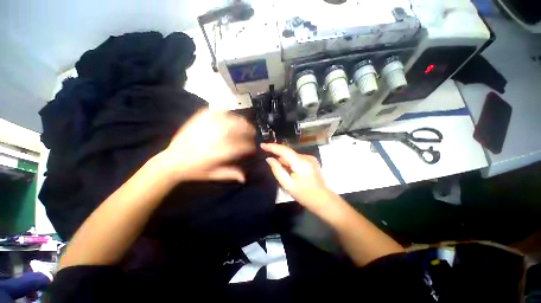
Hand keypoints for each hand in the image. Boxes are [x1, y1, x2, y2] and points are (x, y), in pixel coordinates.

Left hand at [159, 109, 255, 182]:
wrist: (171, 161)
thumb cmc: (194, 170)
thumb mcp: (213, 175)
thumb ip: (229, 174)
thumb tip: (244, 178)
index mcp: (217, 154)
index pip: (240, 147)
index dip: (250, 147)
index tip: (253, 148)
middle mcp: (213, 139)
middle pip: (236, 130)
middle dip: (248, 131)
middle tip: (253, 133)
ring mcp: (205, 128)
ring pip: (227, 120)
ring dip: (240, 121)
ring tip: (245, 123)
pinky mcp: (198, 120)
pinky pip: (214, 112)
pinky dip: (224, 112)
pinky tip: (229, 114)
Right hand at [261, 143, 331, 208]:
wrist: (322, 199)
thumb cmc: (304, 194)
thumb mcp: (287, 184)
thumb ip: (277, 170)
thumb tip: (269, 159)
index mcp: (300, 163)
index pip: (284, 150)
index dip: (272, 147)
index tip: (262, 145)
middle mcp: (306, 157)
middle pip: (288, 152)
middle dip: (278, 155)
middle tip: (269, 162)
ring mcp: (310, 158)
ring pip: (291, 156)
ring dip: (284, 161)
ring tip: (283, 172)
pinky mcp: (311, 160)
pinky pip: (296, 158)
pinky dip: (290, 162)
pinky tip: (289, 171)